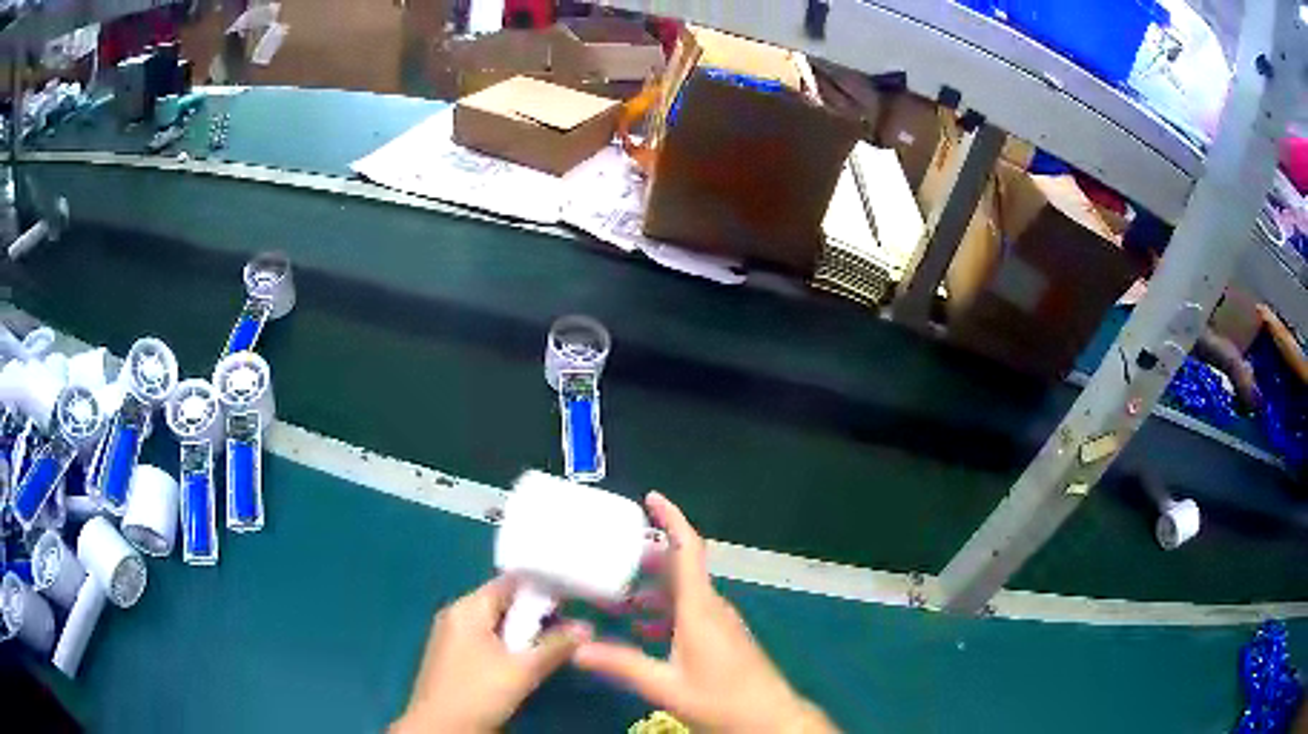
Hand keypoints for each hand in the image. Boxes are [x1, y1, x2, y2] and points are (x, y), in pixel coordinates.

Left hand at [393, 576, 589, 733]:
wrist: (440, 728)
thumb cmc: (478, 692)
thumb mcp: (523, 670)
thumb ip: (555, 646)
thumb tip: (586, 628)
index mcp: (467, 608)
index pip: (509, 582)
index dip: (541, 584)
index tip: (573, 591)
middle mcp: (457, 615)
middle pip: (503, 602)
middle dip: (537, 611)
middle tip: (572, 619)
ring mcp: (454, 637)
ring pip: (497, 623)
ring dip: (526, 631)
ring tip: (558, 637)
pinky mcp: (456, 657)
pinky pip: (488, 639)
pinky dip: (510, 644)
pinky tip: (530, 656)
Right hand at [573, 492, 835, 732]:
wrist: (769, 719)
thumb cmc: (721, 699)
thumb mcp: (665, 686)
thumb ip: (621, 665)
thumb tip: (576, 649)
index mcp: (700, 608)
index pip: (688, 549)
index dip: (671, 519)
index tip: (650, 497)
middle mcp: (712, 607)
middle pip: (681, 568)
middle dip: (648, 557)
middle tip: (610, 555)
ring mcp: (720, 623)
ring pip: (684, 592)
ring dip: (653, 588)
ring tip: (617, 595)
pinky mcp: (722, 638)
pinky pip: (691, 611)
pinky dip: (665, 612)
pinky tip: (643, 629)